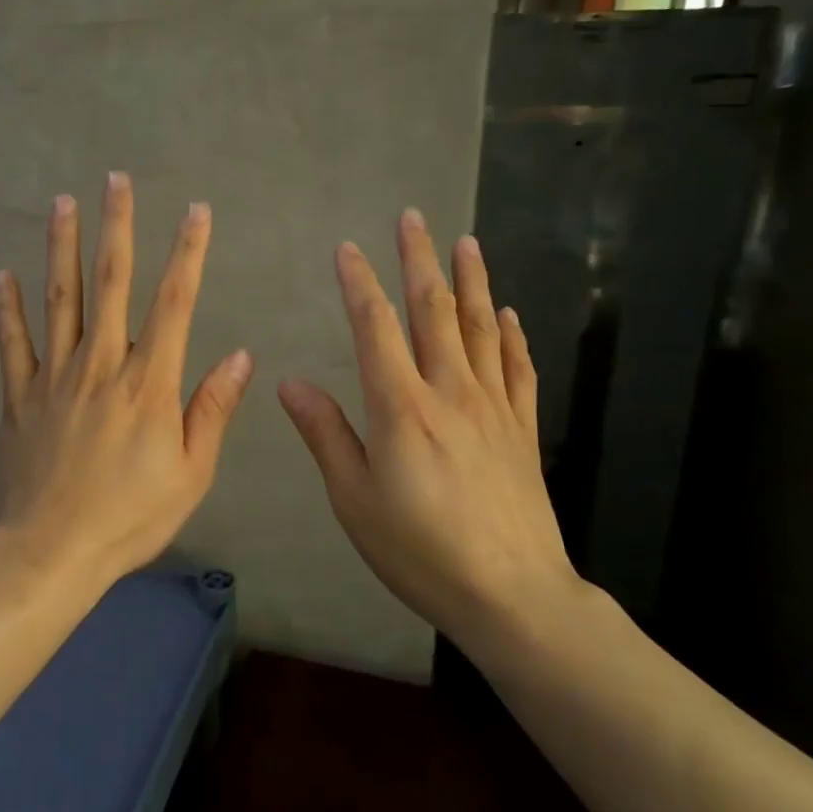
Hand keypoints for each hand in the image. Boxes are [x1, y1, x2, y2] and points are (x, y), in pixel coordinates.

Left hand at [0, 173, 253, 589]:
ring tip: (62, 202)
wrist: (52, 551)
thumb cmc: (131, 516)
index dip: (187, 252)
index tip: (196, 211)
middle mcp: (101, 364)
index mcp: (148, 383)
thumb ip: (213, 409)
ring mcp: (54, 376)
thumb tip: (241, 356)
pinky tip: (3, 274)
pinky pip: (13, 342)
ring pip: (59, 299)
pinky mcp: (19, 395)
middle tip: (116, 180)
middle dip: (116, 227)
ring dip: (62, 247)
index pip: (174, 302)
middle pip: (110, 283)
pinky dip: (7, 307)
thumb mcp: (191, 473)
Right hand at [278, 209, 584, 644]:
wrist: (511, 594)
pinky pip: (518, 368)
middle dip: (419, 260)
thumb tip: (290, 383)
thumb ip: (325, 434)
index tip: (347, 249)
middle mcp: (450, 391)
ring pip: (481, 328)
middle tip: (413, 218)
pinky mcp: (522, 428)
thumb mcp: (354, 500)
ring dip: (471, 281)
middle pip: (434, 311)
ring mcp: (493, 406)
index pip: (376, 328)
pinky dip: (513, 335)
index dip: (359, 284)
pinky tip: (508, 313)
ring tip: (466, 242)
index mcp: (401, 406)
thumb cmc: (419, 550)